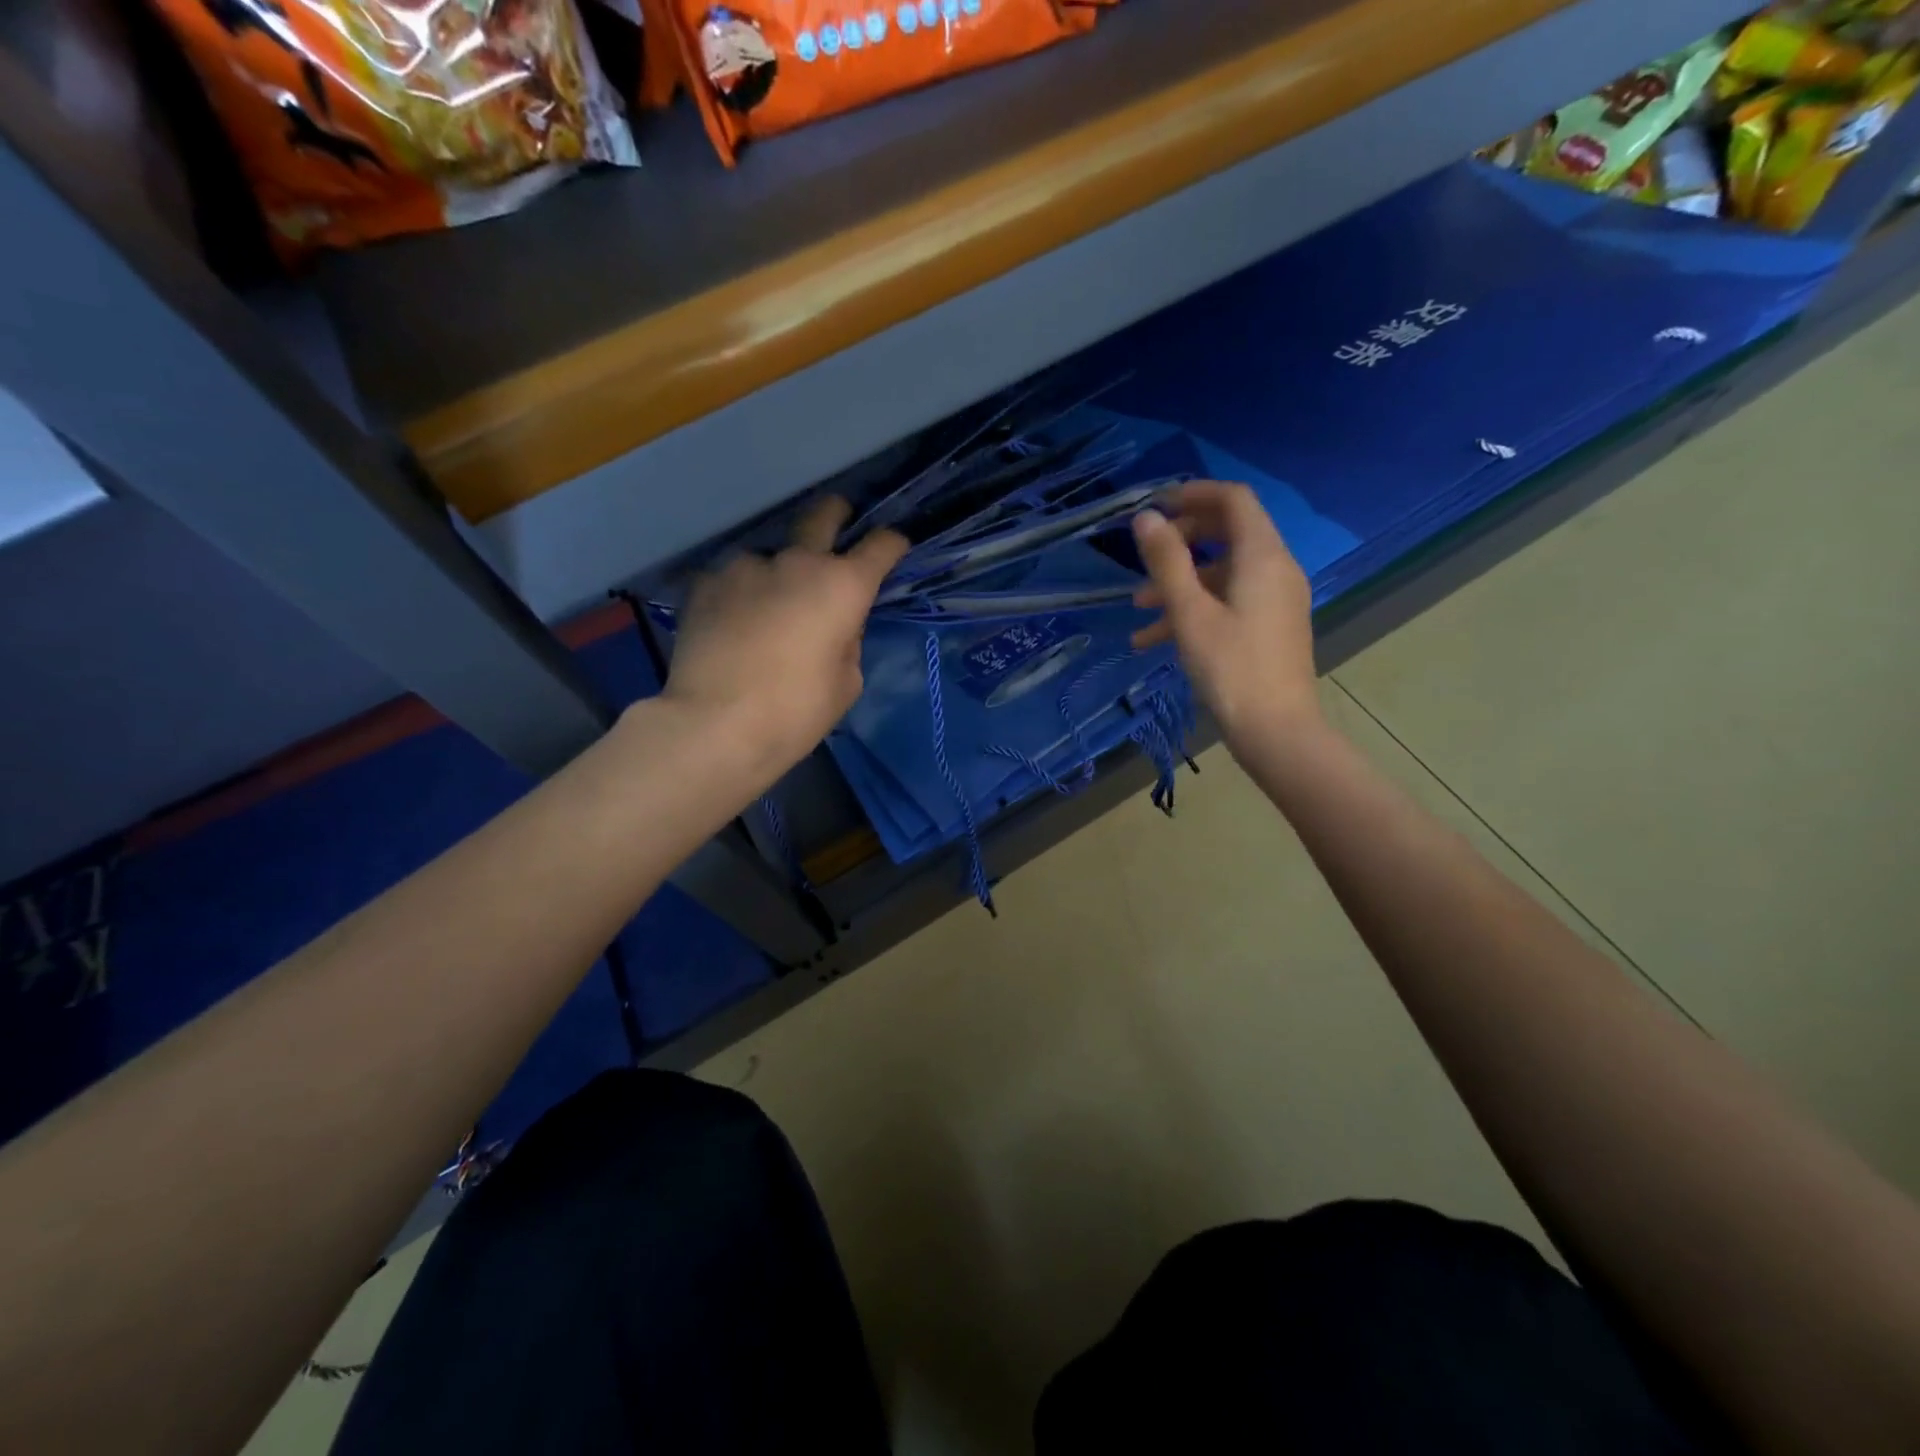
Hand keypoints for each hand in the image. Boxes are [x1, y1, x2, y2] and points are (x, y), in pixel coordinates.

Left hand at [662, 496, 907, 778]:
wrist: (715, 724)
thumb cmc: (796, 712)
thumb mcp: (846, 683)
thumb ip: (848, 641)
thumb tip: (835, 625)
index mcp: (843, 586)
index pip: (880, 546)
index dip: (893, 544)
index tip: (894, 547)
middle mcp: (797, 562)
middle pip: (823, 514)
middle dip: (836, 513)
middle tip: (838, 520)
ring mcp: (747, 566)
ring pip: (771, 554)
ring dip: (778, 571)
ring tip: (767, 606)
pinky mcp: (706, 582)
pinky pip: (733, 578)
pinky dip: (741, 593)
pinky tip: (733, 622)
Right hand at [1131, 481, 1322, 749]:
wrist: (1277, 731)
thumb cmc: (1231, 669)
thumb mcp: (1190, 614)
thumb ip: (1167, 562)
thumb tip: (1145, 518)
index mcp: (1263, 556)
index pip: (1234, 500)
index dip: (1194, 494)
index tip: (1156, 506)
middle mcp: (1276, 569)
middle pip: (1229, 532)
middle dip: (1182, 540)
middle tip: (1147, 555)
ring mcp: (1276, 599)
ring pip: (1224, 572)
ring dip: (1181, 582)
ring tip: (1139, 607)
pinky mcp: (1271, 626)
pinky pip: (1231, 601)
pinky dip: (1196, 608)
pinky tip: (1154, 639)